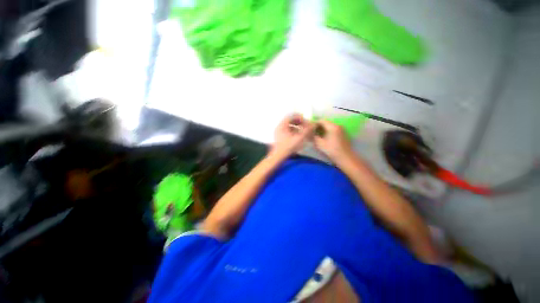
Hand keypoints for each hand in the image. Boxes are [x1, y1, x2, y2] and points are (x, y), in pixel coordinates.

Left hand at [272, 114, 313, 157]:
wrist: (278, 156)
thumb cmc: (288, 147)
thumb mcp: (299, 138)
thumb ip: (306, 130)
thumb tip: (313, 124)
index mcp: (282, 125)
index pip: (291, 116)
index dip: (299, 117)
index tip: (306, 121)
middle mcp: (279, 127)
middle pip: (289, 120)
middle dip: (298, 122)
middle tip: (305, 126)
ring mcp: (278, 132)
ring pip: (288, 126)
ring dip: (296, 127)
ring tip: (302, 131)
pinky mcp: (279, 137)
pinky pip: (287, 130)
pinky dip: (293, 131)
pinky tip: (297, 136)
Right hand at [313, 120, 353, 163]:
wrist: (345, 158)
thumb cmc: (331, 150)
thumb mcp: (319, 144)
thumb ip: (314, 136)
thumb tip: (310, 133)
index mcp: (332, 126)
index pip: (321, 120)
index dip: (314, 123)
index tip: (309, 128)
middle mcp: (338, 125)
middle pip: (326, 123)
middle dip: (318, 126)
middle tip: (312, 132)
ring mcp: (341, 129)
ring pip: (330, 126)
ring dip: (323, 129)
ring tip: (317, 135)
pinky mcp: (343, 134)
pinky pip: (334, 130)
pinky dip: (328, 132)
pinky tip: (325, 138)